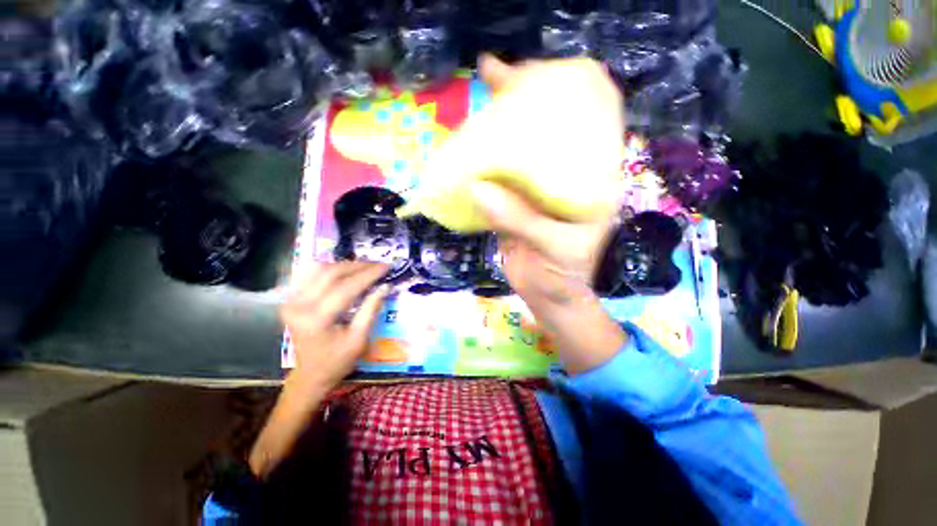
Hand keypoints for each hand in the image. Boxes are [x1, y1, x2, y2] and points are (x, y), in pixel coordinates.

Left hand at [281, 261, 389, 392]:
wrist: (310, 374)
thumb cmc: (338, 361)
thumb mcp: (359, 338)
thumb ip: (371, 309)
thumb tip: (385, 286)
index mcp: (316, 319)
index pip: (346, 288)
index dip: (368, 274)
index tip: (386, 266)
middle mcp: (299, 306)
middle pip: (331, 274)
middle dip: (358, 266)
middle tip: (378, 265)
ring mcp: (291, 301)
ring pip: (320, 270)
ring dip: (346, 265)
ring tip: (366, 267)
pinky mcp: (291, 299)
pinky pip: (312, 275)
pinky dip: (331, 269)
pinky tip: (346, 271)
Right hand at [466, 56, 627, 373]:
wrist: (550, 298)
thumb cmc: (564, 276)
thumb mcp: (553, 248)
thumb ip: (520, 219)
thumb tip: (479, 187)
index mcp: (592, 180)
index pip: (594, 117)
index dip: (570, 88)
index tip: (535, 73)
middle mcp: (568, 177)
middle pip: (551, 126)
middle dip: (526, 98)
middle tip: (493, 76)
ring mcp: (539, 188)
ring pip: (521, 149)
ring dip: (500, 127)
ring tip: (479, 102)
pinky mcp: (517, 201)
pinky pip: (501, 174)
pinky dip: (485, 160)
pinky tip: (470, 147)